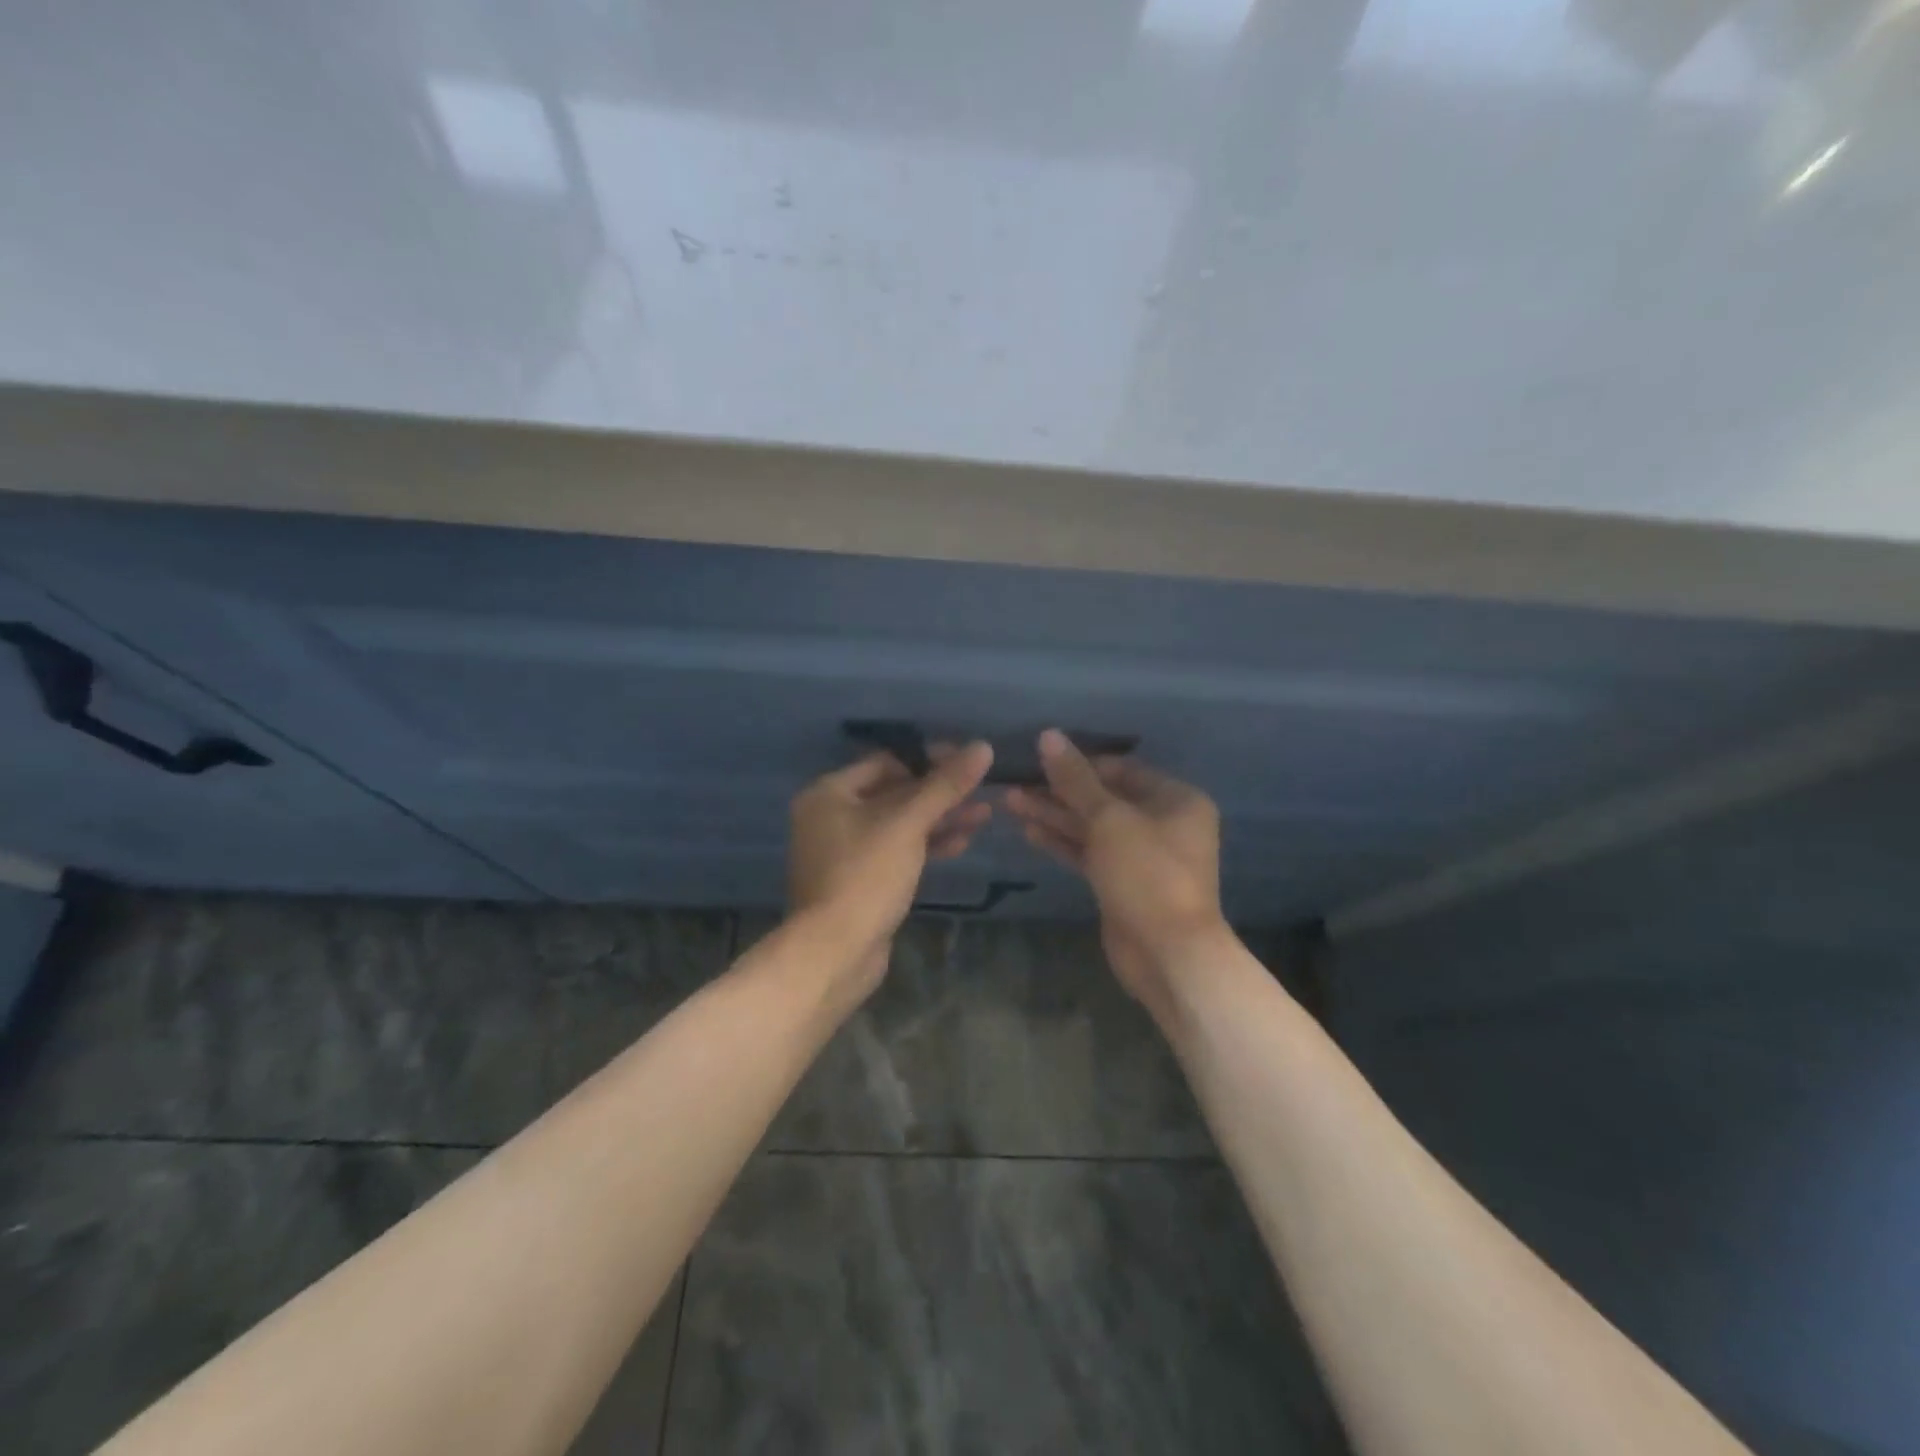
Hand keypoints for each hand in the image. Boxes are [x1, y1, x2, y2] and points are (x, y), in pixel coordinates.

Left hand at [787, 742, 994, 998]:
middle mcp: (831, 816)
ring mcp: (845, 851)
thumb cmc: (866, 876)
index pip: (886, 762)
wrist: (835, 952)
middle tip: (981, 789)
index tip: (967, 762)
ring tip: (984, 814)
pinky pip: (897, 851)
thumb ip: (945, 786)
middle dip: (939, 793)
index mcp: (829, 793)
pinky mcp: (861, 880)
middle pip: (894, 793)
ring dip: (939, 819)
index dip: (928, 760)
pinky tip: (961, 842)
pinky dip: (926, 845)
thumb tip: (982, 747)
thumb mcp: (908, 825)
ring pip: (899, 824)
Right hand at [1006, 730, 1225, 1016]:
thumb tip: (1048, 735)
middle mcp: (1163, 823)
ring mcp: (1142, 856)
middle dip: (1059, 791)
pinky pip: (1090, 853)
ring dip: (1054, 815)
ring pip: (1092, 827)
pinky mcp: (1122, 883)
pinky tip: (1028, 831)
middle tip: (1015, 782)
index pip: (1121, 770)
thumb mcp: (1109, 819)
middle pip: (1103, 798)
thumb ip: (1075, 778)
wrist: (1167, 954)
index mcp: (1175, 799)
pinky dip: (1062, 842)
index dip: (1080, 763)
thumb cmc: (1147, 874)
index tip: (1039, 759)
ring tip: (1010, 802)